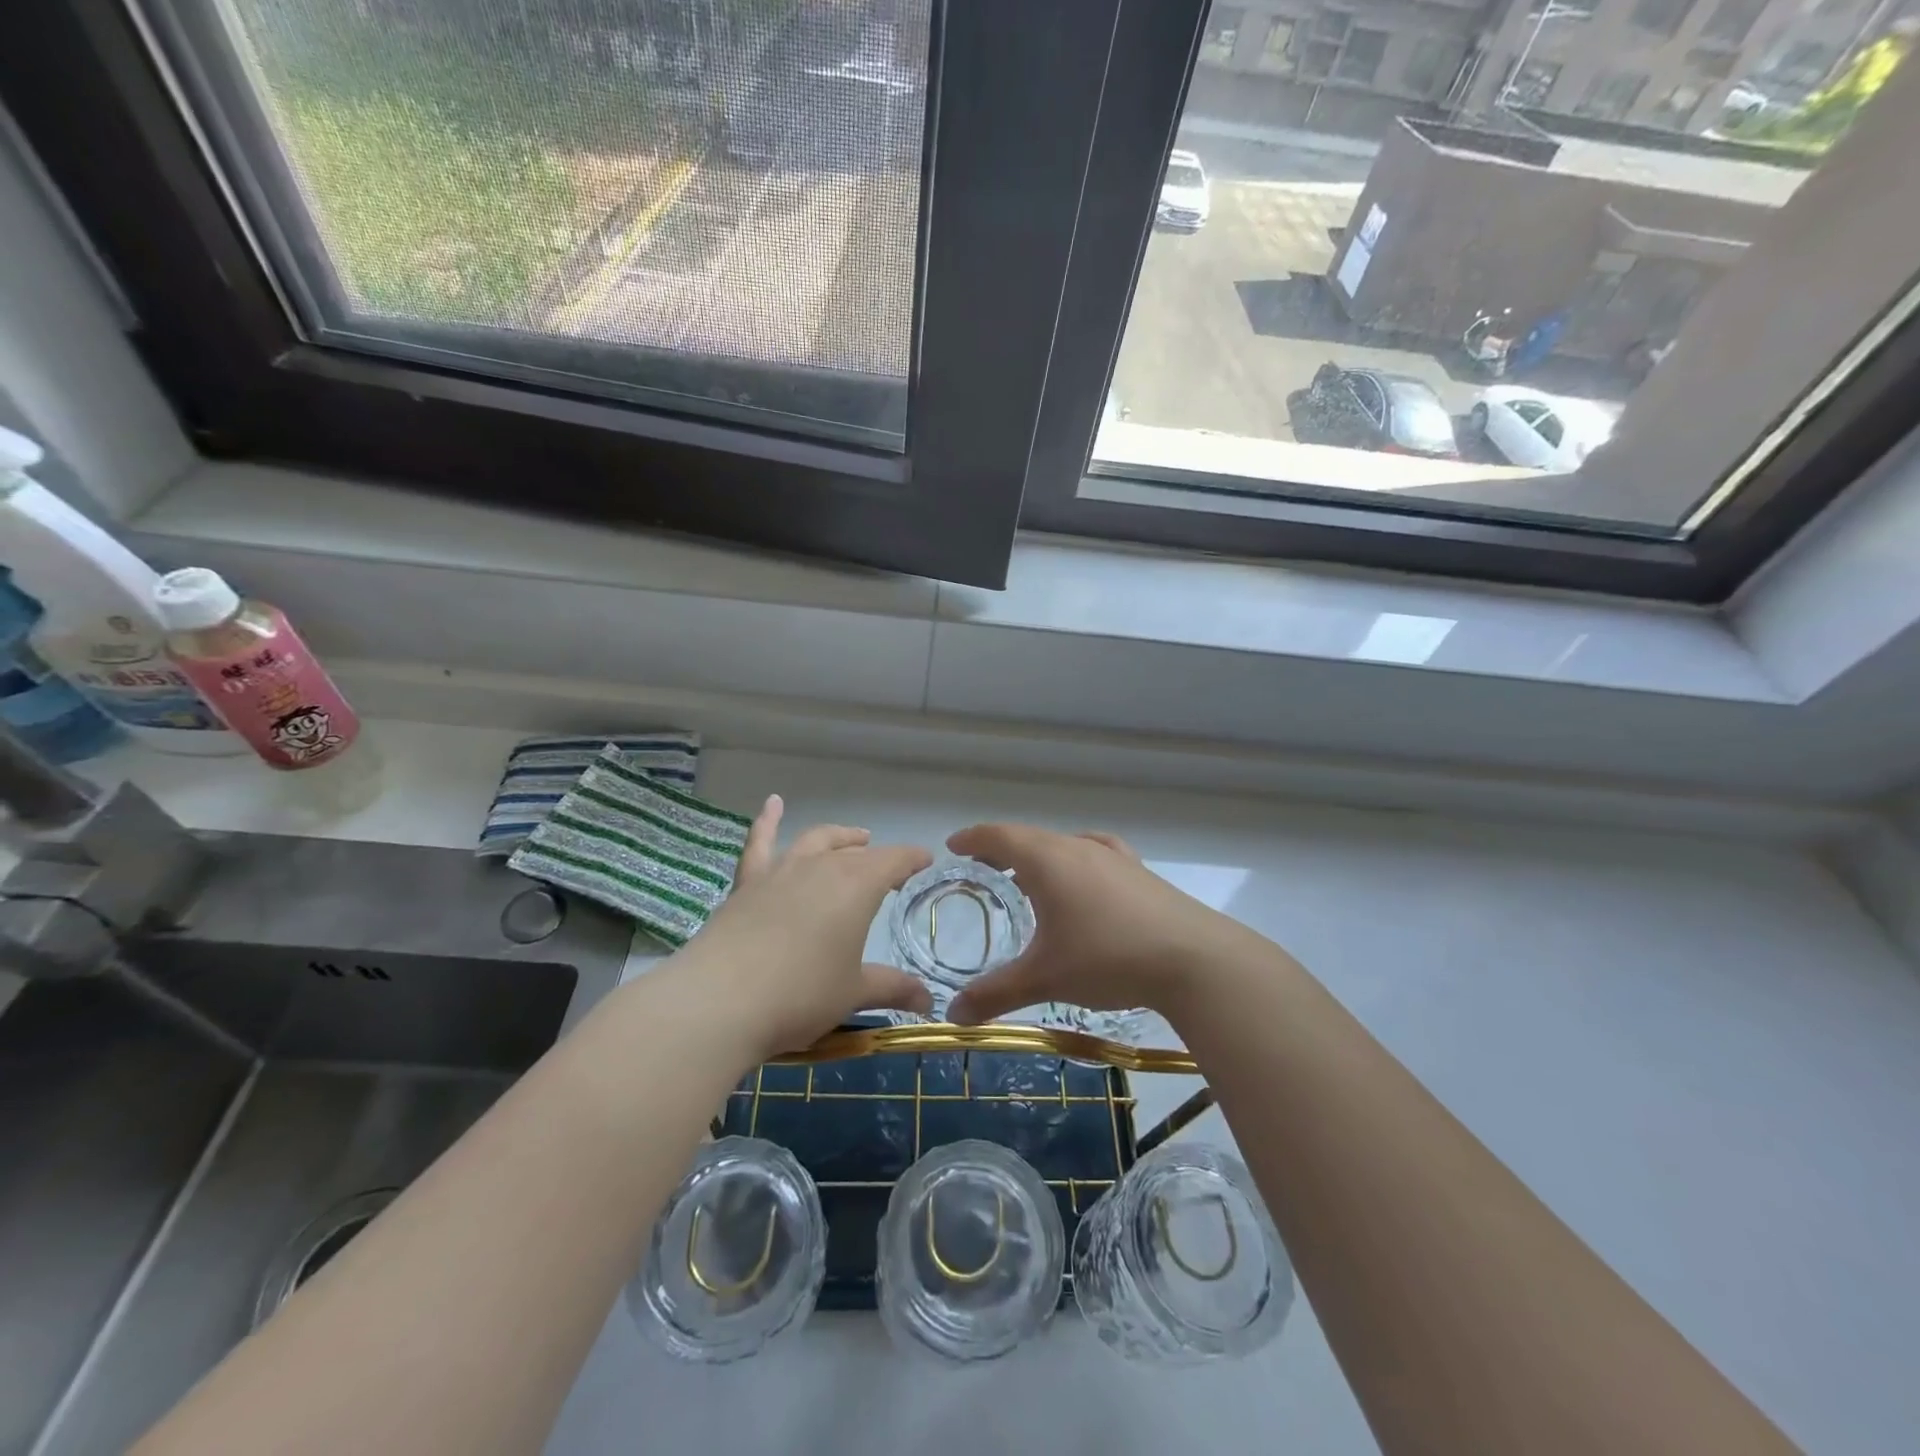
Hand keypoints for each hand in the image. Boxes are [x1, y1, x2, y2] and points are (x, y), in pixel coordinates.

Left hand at [672, 795, 932, 1058]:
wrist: (721, 1000)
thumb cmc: (800, 994)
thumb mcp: (853, 993)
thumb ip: (892, 988)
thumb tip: (927, 1001)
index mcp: (857, 886)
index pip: (894, 860)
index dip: (912, 859)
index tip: (925, 860)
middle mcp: (821, 867)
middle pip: (856, 852)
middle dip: (876, 856)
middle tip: (888, 870)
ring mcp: (781, 870)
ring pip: (816, 841)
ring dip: (838, 837)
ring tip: (853, 838)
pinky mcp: (747, 882)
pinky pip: (760, 842)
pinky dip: (768, 820)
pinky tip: (773, 804)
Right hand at [944, 823, 1243, 1026]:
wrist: (1193, 959)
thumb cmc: (1107, 958)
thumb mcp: (1045, 978)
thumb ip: (995, 994)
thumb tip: (952, 1017)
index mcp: (1047, 860)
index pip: (999, 835)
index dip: (973, 838)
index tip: (953, 846)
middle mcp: (1077, 847)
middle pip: (1029, 836)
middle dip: (1001, 848)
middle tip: (981, 869)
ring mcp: (1113, 857)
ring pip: (1063, 845)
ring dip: (1038, 855)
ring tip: (1027, 879)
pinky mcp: (1139, 872)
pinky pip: (1095, 854)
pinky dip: (1075, 861)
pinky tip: (1084, 878)